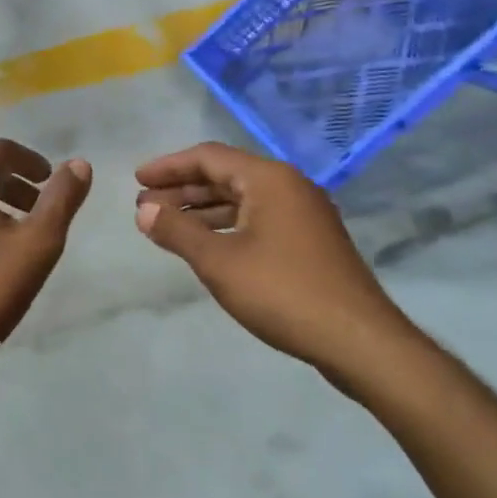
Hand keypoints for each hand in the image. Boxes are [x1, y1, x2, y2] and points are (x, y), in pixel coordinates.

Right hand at [134, 143, 421, 380]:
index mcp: (269, 179)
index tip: (137, 180)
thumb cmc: (282, 292)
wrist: (358, 340)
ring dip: (202, 209)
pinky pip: (258, 219)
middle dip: (182, 189)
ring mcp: (304, 214)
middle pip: (225, 175)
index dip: (169, 167)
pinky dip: (226, 225)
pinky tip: (206, 245)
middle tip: (145, 206)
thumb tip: (143, 210)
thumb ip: (177, 231)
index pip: (208, 157)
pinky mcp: (310, 241)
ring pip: (242, 200)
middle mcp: (289, 186)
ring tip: (166, 225)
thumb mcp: (218, 262)